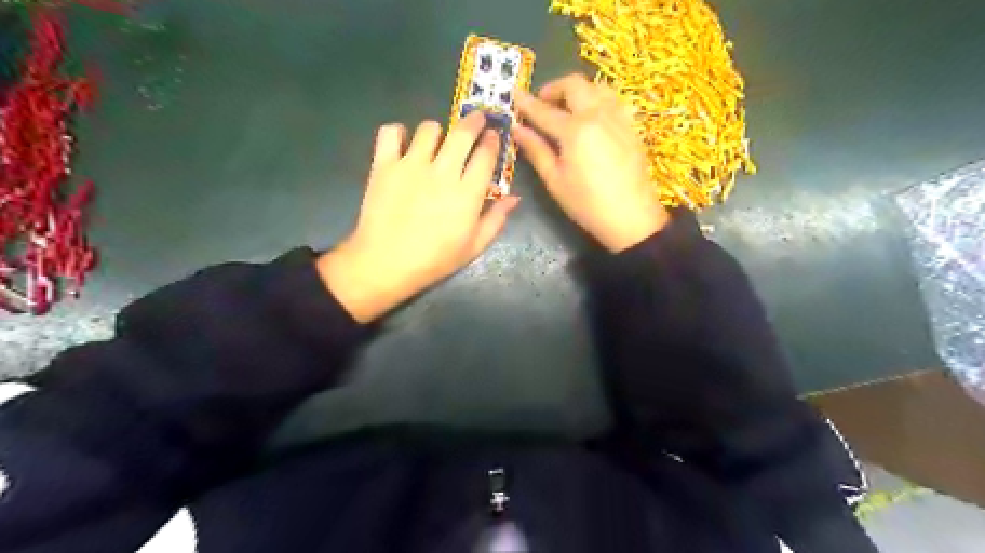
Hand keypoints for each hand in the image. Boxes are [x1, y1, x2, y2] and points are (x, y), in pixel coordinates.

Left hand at [319, 111, 518, 320]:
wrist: (385, 264)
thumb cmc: (434, 260)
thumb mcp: (473, 247)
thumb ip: (496, 220)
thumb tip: (514, 198)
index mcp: (467, 193)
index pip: (486, 154)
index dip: (493, 141)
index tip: (494, 136)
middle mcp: (442, 172)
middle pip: (462, 132)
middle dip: (474, 121)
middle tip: (476, 120)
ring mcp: (411, 165)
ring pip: (429, 129)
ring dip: (437, 131)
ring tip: (435, 142)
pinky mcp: (384, 165)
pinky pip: (390, 132)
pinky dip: (397, 133)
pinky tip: (402, 144)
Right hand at [517, 74, 668, 251]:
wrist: (631, 217)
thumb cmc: (587, 204)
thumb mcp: (555, 181)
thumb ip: (536, 151)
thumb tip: (517, 129)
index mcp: (575, 130)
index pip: (544, 111)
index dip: (527, 103)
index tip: (514, 93)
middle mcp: (598, 115)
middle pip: (574, 85)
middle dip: (554, 88)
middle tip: (543, 103)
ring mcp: (618, 118)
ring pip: (597, 87)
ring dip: (578, 90)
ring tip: (567, 107)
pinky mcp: (632, 126)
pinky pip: (614, 100)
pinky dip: (598, 99)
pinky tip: (593, 116)